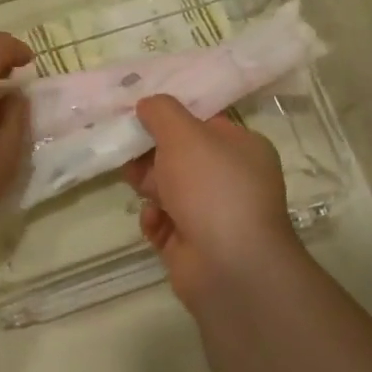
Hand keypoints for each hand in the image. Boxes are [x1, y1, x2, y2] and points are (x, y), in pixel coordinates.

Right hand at [123, 95, 302, 313]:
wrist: (228, 266)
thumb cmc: (211, 187)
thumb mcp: (183, 134)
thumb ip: (162, 112)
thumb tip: (148, 105)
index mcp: (242, 148)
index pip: (203, 124)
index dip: (171, 119)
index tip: (139, 116)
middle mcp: (232, 179)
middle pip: (181, 157)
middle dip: (152, 155)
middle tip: (129, 153)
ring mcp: (214, 215)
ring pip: (169, 189)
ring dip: (149, 186)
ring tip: (139, 188)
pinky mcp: (194, 245)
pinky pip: (165, 222)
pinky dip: (154, 219)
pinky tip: (152, 220)